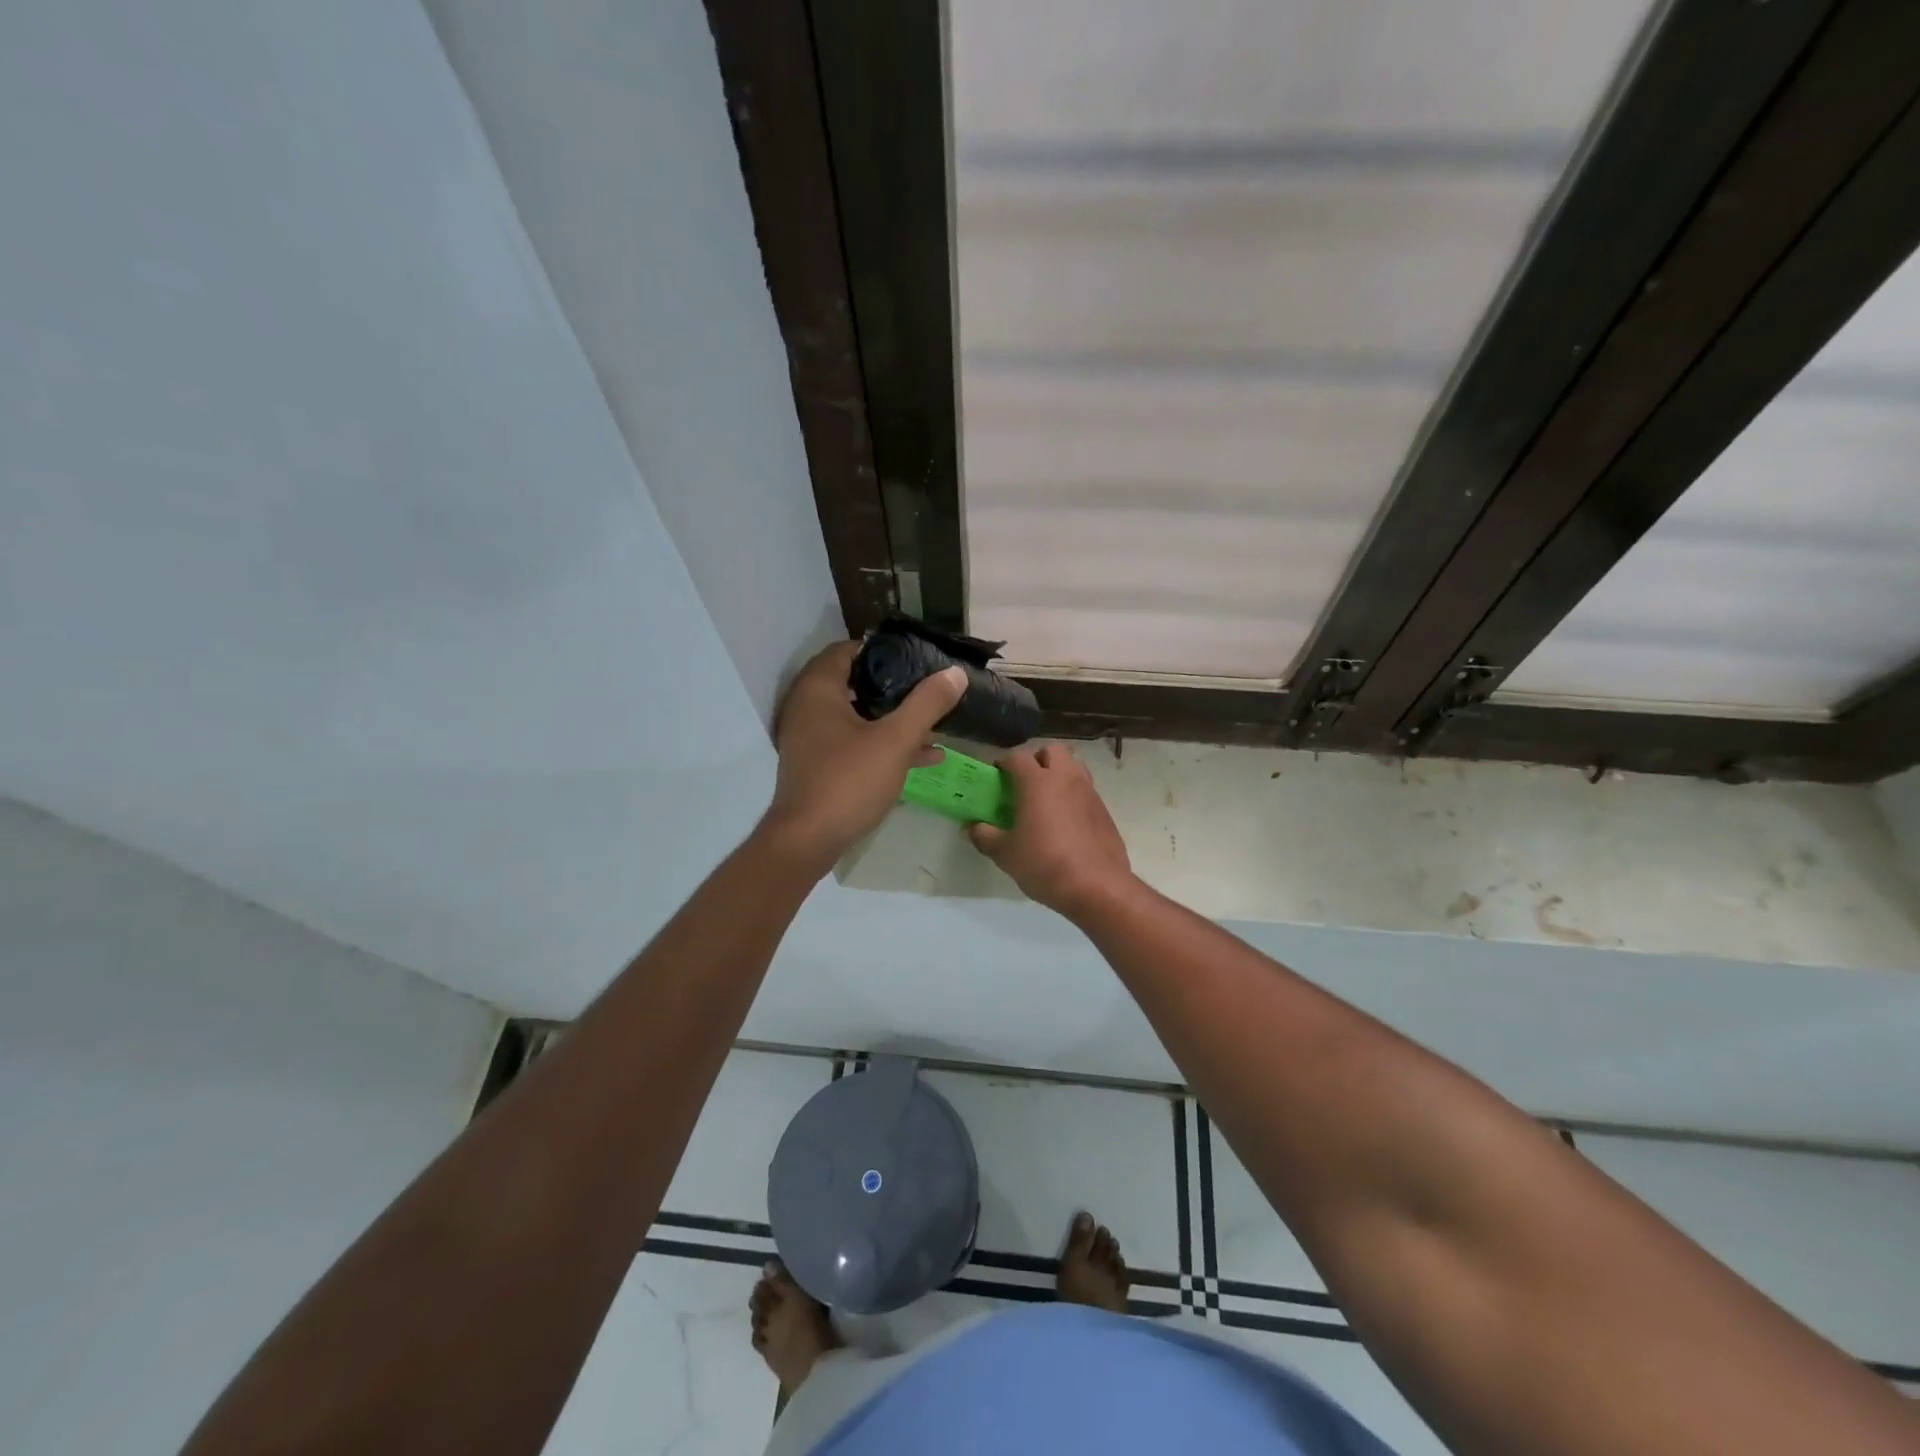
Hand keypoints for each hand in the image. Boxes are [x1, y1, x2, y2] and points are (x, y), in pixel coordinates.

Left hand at [760, 641, 965, 874]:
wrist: (807, 841)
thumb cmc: (849, 781)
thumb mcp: (896, 740)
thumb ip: (927, 704)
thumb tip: (955, 673)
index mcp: (818, 690)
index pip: (847, 650)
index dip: (881, 650)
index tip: (915, 658)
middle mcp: (807, 707)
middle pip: (852, 682)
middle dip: (892, 686)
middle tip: (926, 687)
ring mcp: (809, 738)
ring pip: (855, 716)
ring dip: (891, 718)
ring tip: (932, 722)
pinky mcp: (817, 765)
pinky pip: (853, 742)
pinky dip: (881, 743)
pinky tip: (923, 756)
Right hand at [967, 745, 1134, 917]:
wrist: (1097, 887)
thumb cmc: (1044, 863)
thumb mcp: (1005, 854)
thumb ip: (984, 836)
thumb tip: (972, 827)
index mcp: (1038, 781)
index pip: (1017, 756)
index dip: (1003, 763)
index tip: (995, 777)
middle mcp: (1066, 778)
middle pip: (1052, 750)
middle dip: (1036, 759)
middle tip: (1024, 783)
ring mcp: (1089, 792)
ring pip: (1073, 767)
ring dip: (1058, 774)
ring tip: (1045, 800)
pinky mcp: (1104, 810)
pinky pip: (1086, 791)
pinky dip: (1073, 796)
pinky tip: (1065, 822)